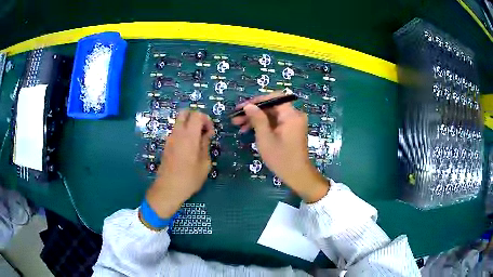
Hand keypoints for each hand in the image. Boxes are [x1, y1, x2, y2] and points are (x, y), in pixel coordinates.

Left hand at [146, 110, 213, 217]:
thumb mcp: (204, 164)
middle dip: (195, 117)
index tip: (210, 132)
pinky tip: (189, 148)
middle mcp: (177, 133)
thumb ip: (205, 145)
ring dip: (189, 126)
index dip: (206, 119)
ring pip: (179, 122)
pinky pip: (176, 132)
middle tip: (202, 131)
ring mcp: (170, 138)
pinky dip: (183, 133)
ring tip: (197, 141)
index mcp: (189, 135)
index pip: (196, 114)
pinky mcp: (166, 145)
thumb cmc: (189, 178)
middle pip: (184, 113)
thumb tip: (205, 135)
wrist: (168, 189)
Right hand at [232, 93, 328, 202]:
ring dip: (256, 119)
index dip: (256, 101)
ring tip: (239, 126)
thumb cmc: (281, 158)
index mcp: (291, 115)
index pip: (274, 98)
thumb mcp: (265, 138)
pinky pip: (275, 123)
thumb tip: (248, 105)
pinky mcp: (290, 130)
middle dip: (253, 111)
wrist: (297, 175)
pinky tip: (249, 131)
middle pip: (271, 107)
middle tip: (236, 118)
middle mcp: (294, 115)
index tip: (242, 107)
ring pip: (272, 115)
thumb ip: (257, 119)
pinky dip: (263, 125)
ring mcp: (293, 123)